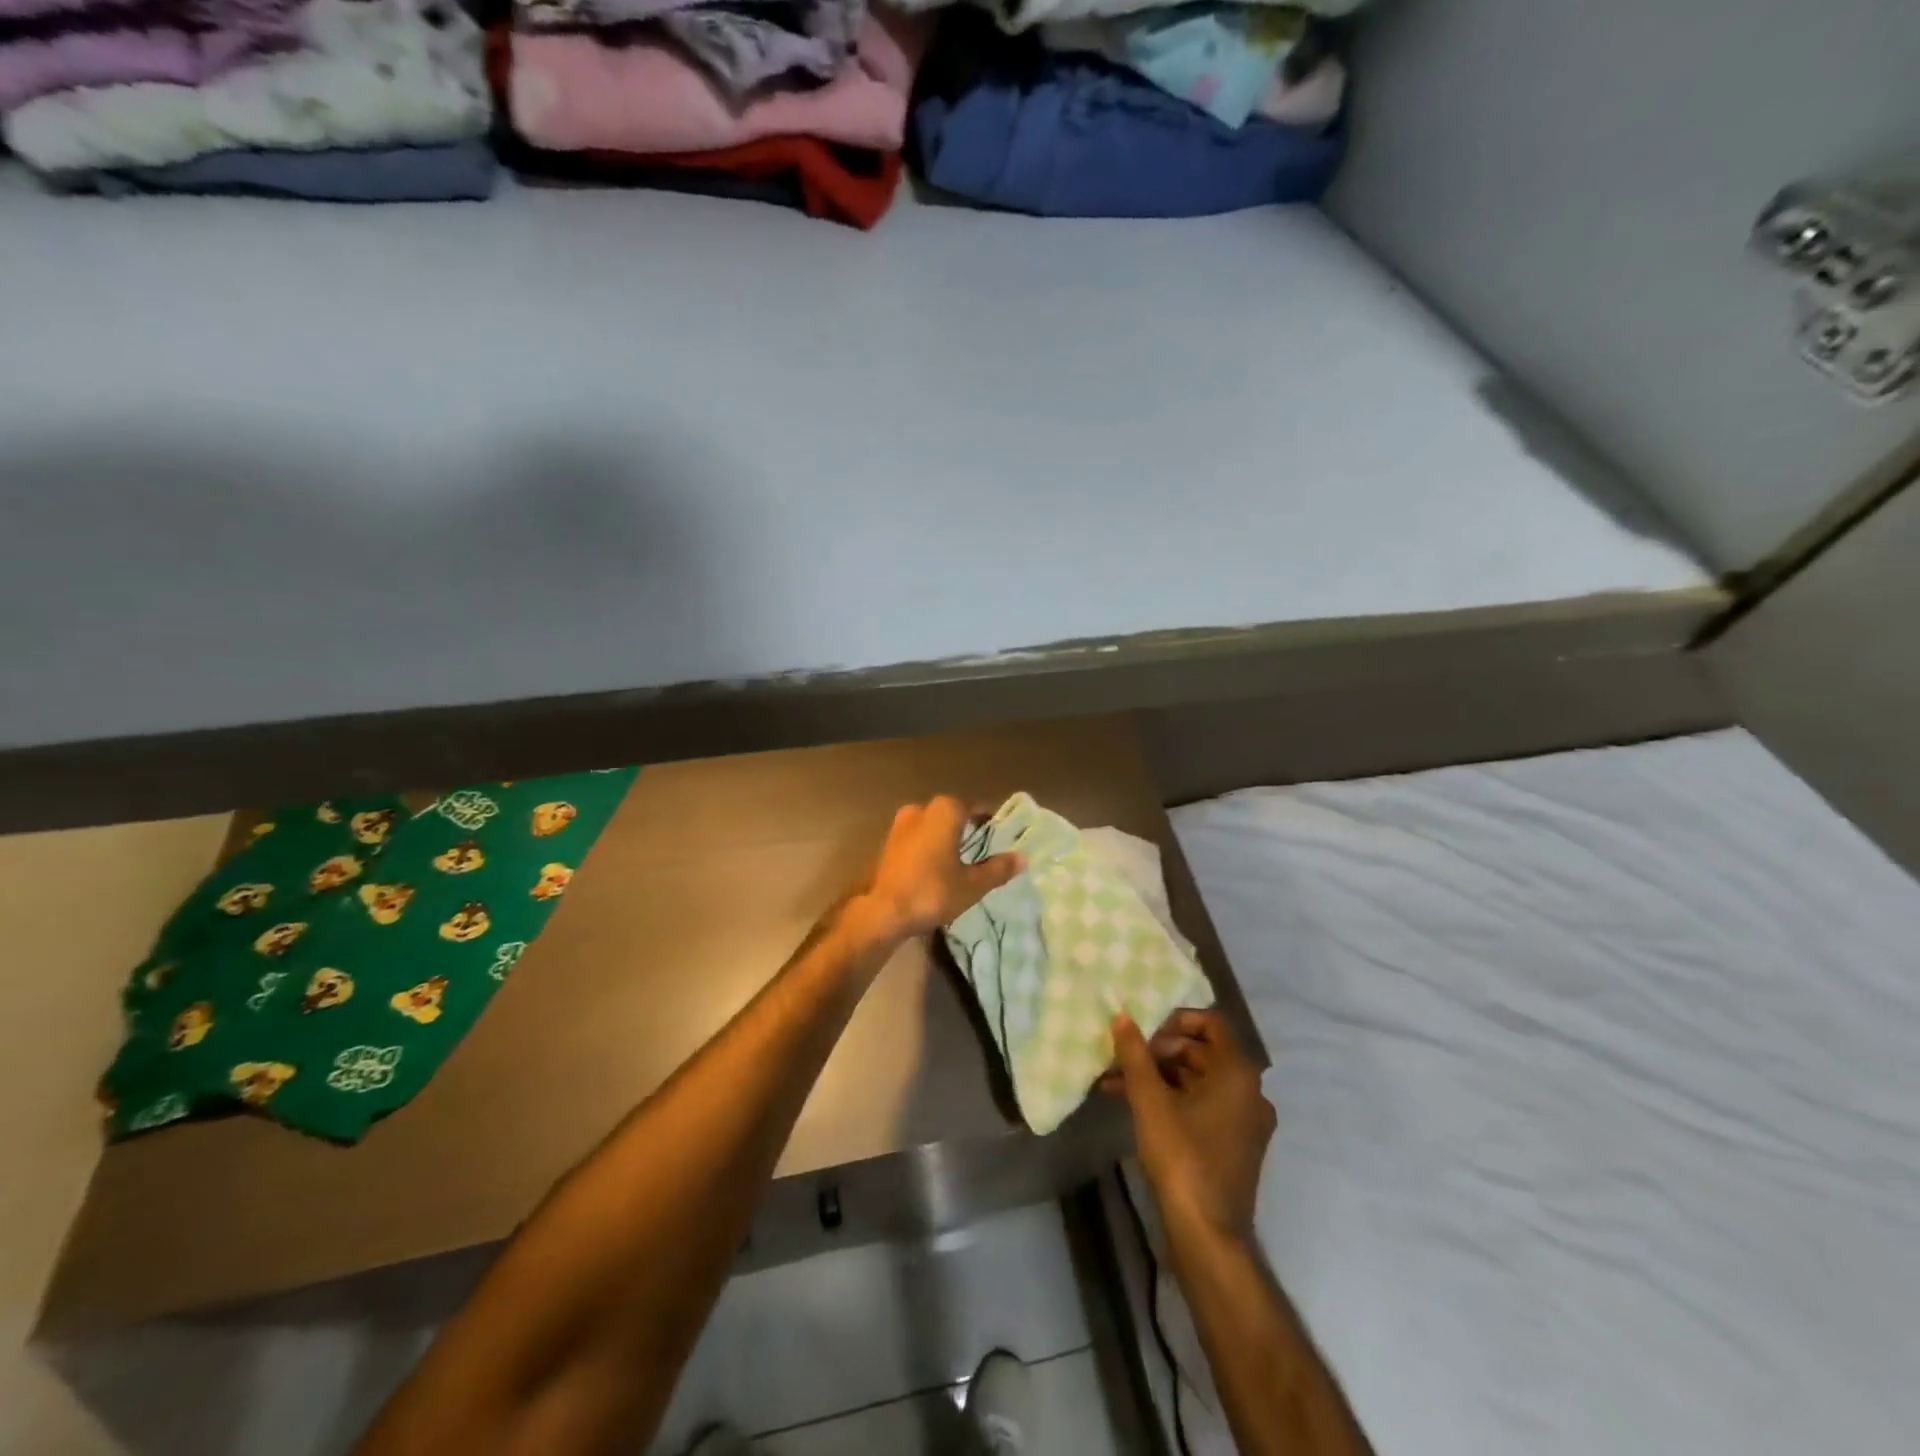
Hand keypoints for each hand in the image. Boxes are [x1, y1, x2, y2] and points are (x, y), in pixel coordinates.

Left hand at [861, 797, 1023, 940]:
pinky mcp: (887, 843)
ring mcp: (900, 824)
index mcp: (945, 810)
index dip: (989, 822)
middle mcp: (921, 809)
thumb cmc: (933, 891)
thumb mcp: (972, 884)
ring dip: (944, 839)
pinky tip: (935, 869)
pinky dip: (927, 849)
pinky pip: (916, 840)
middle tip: (982, 852)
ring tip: (960, 862)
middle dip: (966, 830)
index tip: (999, 837)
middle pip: (952, 815)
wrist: (883, 911)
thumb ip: (997, 868)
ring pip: (932, 827)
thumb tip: (1022, 858)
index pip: (976, 808)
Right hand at [1108, 1008, 1273, 1245]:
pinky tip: (1131, 1104)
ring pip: (1197, 1080)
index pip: (1212, 1023)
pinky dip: (1170, 1099)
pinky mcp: (1233, 1144)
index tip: (1144, 1029)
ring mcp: (1243, 1121)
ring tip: (1115, 1079)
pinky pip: (1201, 1105)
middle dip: (1159, 1050)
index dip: (1176, 1018)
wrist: (1207, 1236)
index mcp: (1238, 1074)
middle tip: (1124, 1056)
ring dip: (1158, 1075)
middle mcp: (1249, 1092)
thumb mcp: (1150, 1101)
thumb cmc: (1182, 1157)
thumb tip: (1122, 1016)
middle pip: (1202, 1051)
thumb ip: (1135, 1054)